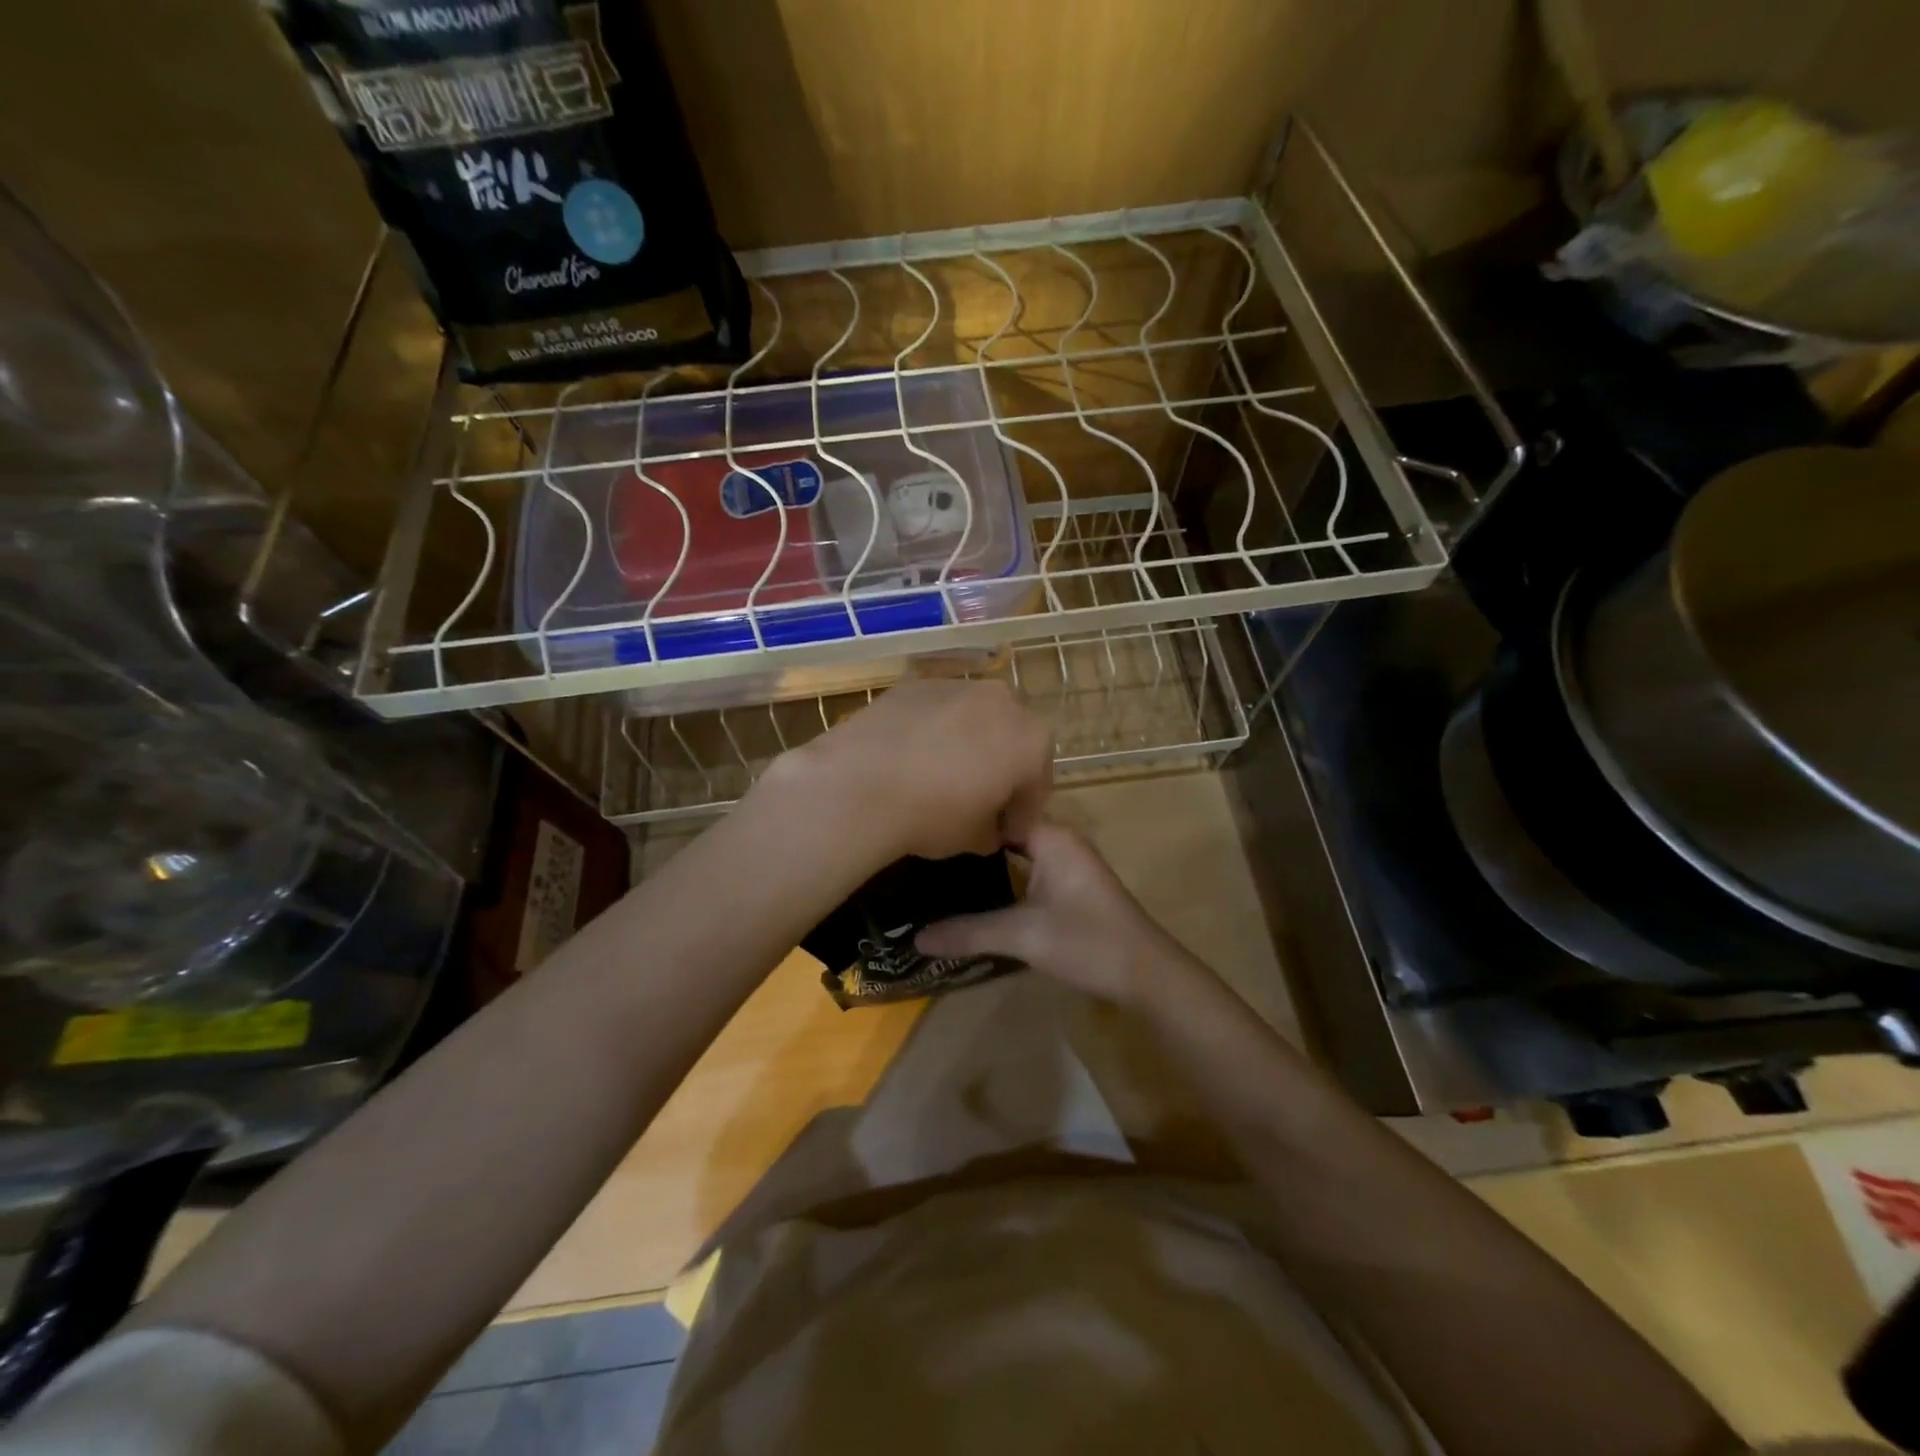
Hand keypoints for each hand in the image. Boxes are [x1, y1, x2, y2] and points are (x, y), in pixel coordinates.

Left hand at [757, 679, 1052, 866]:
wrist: (860, 784)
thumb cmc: (933, 815)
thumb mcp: (975, 838)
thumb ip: (994, 829)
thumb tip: (989, 828)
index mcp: (1031, 741)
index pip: (1037, 783)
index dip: (1022, 812)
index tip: (1005, 833)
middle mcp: (1003, 702)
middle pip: (1010, 739)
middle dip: (1000, 768)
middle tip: (977, 800)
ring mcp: (957, 685)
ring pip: (973, 719)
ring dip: (967, 744)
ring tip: (939, 776)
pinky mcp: (915, 683)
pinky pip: (936, 711)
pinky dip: (932, 730)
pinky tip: (910, 758)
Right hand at [915, 822, 1197, 1005]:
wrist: (1146, 975)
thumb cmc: (1087, 942)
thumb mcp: (1023, 936)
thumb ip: (968, 933)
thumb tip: (916, 938)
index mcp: (1052, 836)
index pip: (999, 811)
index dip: (963, 817)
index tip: (925, 827)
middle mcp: (1059, 841)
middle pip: (1005, 831)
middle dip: (968, 842)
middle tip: (921, 853)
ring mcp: (1066, 863)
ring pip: (1015, 852)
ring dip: (984, 863)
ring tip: (936, 872)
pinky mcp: (1068, 886)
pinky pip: (1026, 870)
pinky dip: (1001, 878)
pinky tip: (973, 895)